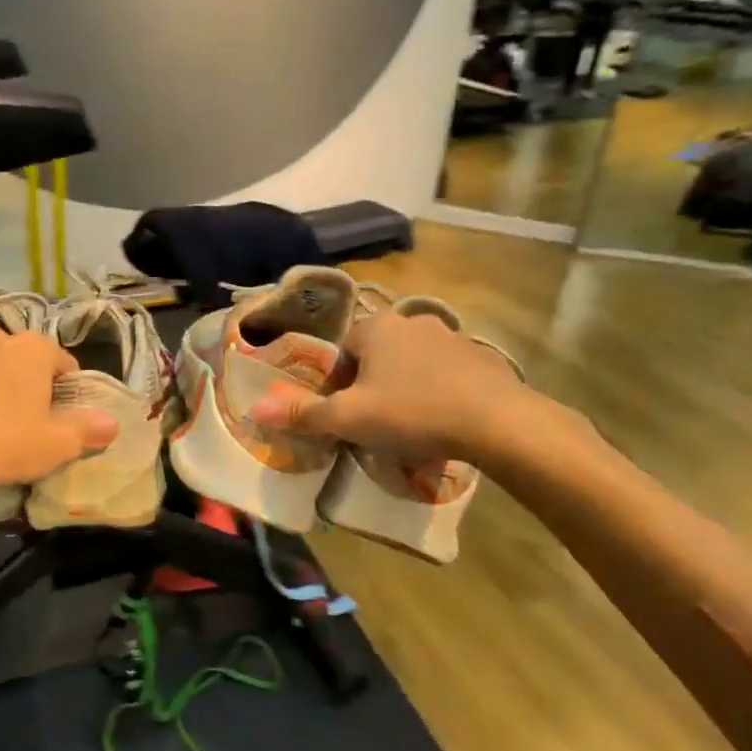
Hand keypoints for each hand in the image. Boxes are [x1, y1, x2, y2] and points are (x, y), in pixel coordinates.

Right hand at [249, 309, 562, 471]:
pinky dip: (437, 393)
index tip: (345, 416)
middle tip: (375, 424)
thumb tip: (254, 408)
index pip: (342, 352)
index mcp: (376, 329)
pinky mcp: (481, 358)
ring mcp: (451, 337)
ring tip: (410, 428)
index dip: (337, 385)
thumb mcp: (350, 419)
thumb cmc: (413, 413)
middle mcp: (411, 322)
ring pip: (412, 364)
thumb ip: (302, 414)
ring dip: (404, 388)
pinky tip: (443, 423)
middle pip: (376, 356)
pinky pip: (445, 374)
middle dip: (371, 386)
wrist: (497, 422)